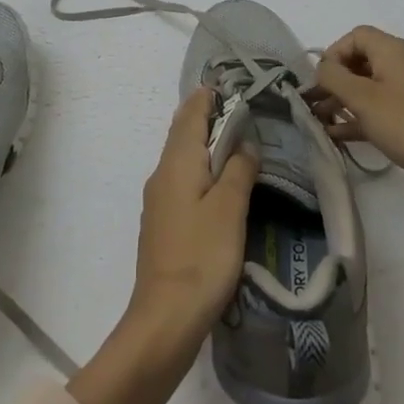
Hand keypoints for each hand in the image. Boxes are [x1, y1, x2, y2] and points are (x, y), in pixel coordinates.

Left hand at [127, 86, 260, 337]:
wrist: (164, 318)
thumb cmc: (202, 256)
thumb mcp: (230, 209)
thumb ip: (239, 170)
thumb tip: (245, 143)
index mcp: (177, 162)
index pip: (191, 114)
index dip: (209, 97)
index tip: (231, 84)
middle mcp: (162, 174)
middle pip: (183, 133)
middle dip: (207, 116)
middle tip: (239, 108)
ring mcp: (158, 200)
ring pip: (182, 157)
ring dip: (205, 143)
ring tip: (235, 141)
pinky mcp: (162, 223)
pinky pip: (182, 180)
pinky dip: (200, 168)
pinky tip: (218, 183)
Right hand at [310, 25, 403, 194]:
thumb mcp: (361, 98)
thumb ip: (334, 78)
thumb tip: (323, 68)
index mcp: (394, 50)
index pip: (356, 36)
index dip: (334, 53)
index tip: (321, 79)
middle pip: (362, 60)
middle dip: (336, 79)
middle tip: (315, 101)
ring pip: (370, 86)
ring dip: (344, 99)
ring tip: (321, 120)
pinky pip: (382, 106)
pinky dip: (361, 115)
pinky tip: (339, 134)